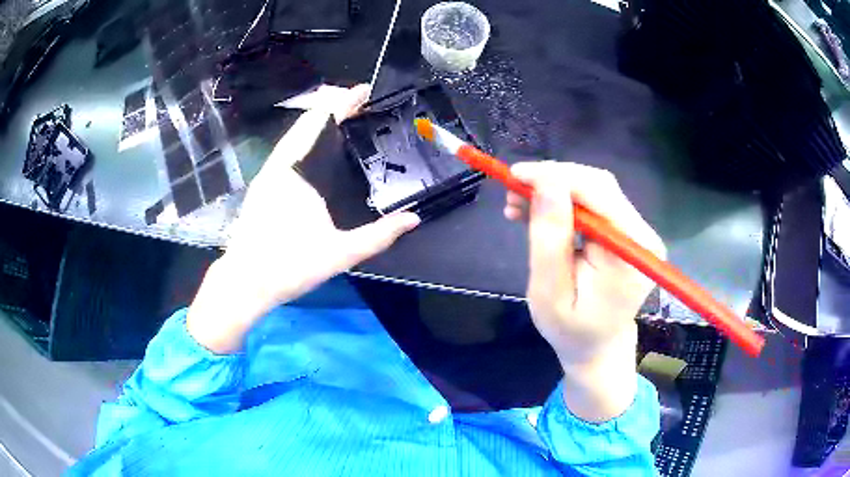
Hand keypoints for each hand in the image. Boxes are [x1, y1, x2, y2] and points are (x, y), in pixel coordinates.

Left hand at [187, 85, 419, 353]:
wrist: (245, 281)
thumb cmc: (290, 266)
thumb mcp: (340, 253)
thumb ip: (379, 236)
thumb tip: (413, 219)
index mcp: (297, 173)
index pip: (321, 123)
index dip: (343, 102)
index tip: (363, 90)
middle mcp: (279, 166)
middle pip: (304, 122)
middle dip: (330, 105)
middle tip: (356, 100)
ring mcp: (267, 174)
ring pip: (292, 135)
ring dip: (315, 120)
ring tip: (339, 116)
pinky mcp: (261, 186)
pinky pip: (285, 150)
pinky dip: (302, 137)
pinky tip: (313, 147)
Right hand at [505, 162, 664, 421]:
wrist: (598, 347)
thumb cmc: (571, 330)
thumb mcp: (550, 292)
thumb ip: (549, 239)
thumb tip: (546, 184)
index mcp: (630, 252)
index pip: (599, 193)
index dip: (556, 176)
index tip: (515, 175)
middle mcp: (641, 235)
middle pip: (598, 186)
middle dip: (552, 180)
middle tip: (513, 189)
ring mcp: (637, 232)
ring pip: (594, 191)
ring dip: (554, 190)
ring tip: (518, 203)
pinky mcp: (626, 232)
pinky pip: (594, 204)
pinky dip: (563, 203)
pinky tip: (537, 211)